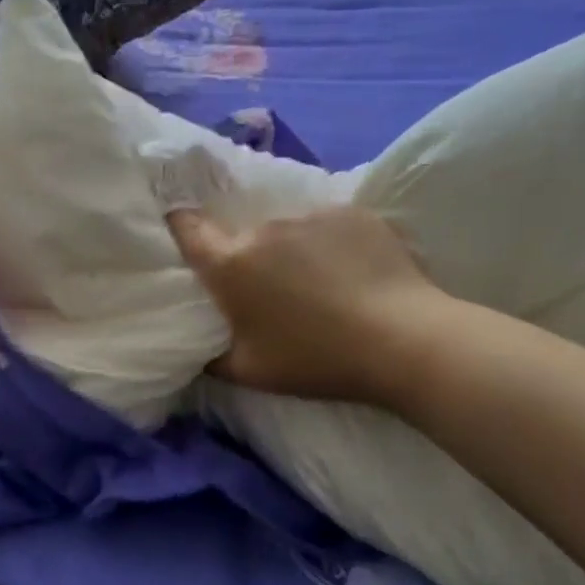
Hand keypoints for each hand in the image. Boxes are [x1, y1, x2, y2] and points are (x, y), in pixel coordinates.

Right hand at [166, 205, 440, 407]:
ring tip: (323, 281)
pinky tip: (355, 270)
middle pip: (245, 234)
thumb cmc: (317, 359)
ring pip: (289, 229)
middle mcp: (264, 228)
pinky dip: (333, 243)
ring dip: (294, 249)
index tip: (188, 233)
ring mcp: (310, 215)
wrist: (402, 340)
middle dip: (252, 255)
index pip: (188, 227)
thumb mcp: (252, 373)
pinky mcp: (351, 211)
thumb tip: (199, 350)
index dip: (182, 226)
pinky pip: (329, 224)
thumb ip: (214, 358)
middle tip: (275, 288)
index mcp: (232, 264)